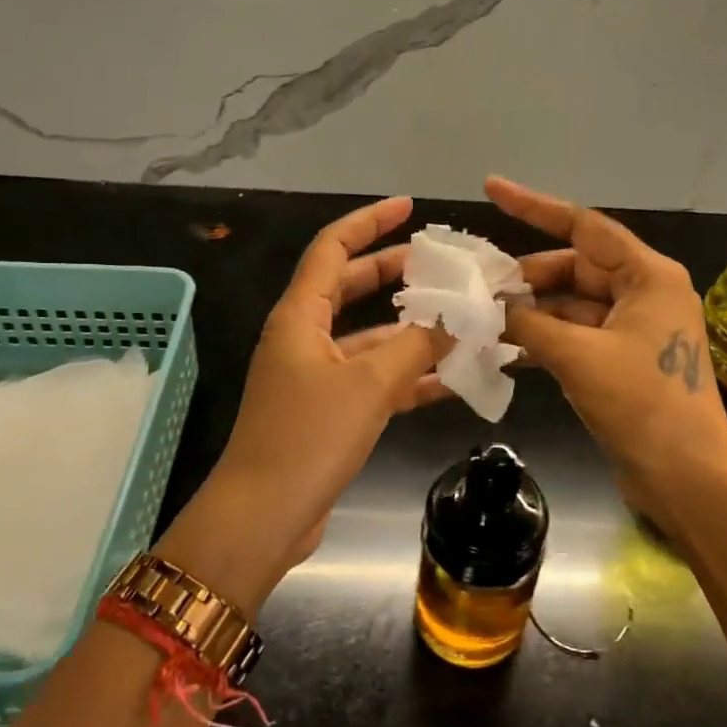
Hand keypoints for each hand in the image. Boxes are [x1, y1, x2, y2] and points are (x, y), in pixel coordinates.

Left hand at [157, 196, 446, 611]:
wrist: (264, 518)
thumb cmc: (307, 438)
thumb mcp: (368, 385)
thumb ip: (417, 346)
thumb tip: (460, 319)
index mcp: (300, 316)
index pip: (332, 249)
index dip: (368, 223)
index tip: (408, 208)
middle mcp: (305, 338)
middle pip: (352, 288)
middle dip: (396, 273)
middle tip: (443, 265)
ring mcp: (316, 377)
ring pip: (370, 338)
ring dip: (412, 330)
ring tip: (463, 320)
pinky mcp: (329, 413)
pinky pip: (375, 380)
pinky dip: (410, 376)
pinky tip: (454, 377)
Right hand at [487, 177, 726, 527]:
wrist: (686, 477)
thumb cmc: (641, 404)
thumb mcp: (577, 356)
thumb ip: (529, 322)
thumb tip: (490, 307)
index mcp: (648, 276)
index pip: (583, 227)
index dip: (534, 206)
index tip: (492, 189)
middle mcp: (644, 293)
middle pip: (575, 267)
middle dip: (526, 276)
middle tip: (478, 288)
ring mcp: (634, 328)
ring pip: (571, 303)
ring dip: (531, 311)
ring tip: (483, 319)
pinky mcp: (623, 360)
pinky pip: (576, 334)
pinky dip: (544, 338)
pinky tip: (505, 348)